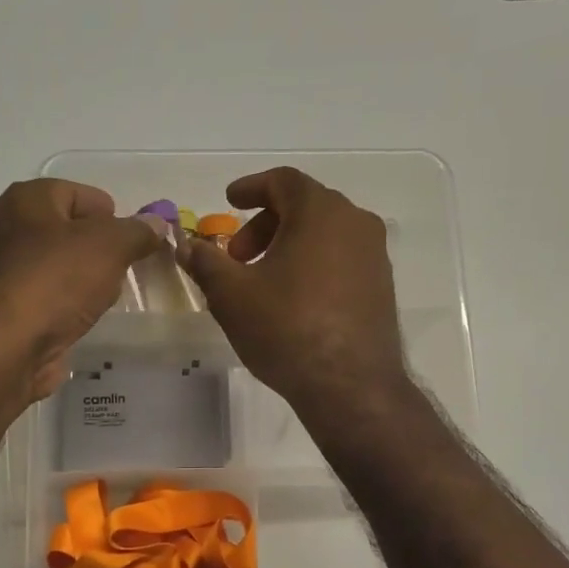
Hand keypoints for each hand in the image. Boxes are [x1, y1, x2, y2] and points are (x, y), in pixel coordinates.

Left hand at [0, 179, 159, 400]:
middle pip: (72, 233)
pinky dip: (71, 309)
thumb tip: (157, 224)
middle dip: (103, 252)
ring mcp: (8, 273)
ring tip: (105, 300)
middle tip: (124, 273)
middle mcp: (11, 229)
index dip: (114, 217)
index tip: (136, 245)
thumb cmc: (54, 281)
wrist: (3, 349)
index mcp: (28, 200)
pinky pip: (53, 300)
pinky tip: (83, 321)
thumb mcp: (109, 246)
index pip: (83, 195)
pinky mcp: (11, 312)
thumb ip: (137, 232)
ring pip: (63, 269)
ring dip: (88, 283)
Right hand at [179, 167, 406, 413]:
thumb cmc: (286, 328)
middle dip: (265, 225)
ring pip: (325, 235)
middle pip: (304, 206)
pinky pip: (341, 261)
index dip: (251, 187)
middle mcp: (356, 224)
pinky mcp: (382, 288)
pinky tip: (293, 302)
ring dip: (289, 247)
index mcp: (321, 211)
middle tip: (237, 257)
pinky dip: (313, 266)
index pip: (283, 181)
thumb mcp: (232, 295)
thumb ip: (206, 263)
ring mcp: (375, 257)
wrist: (350, 386)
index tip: (229, 201)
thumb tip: (186, 246)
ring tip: (262, 282)